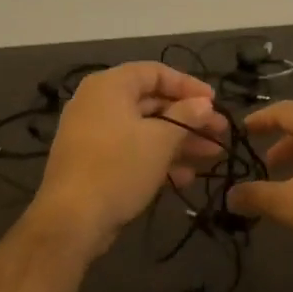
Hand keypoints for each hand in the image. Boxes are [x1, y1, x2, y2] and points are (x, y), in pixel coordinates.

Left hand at [32, 62, 228, 255]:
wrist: (72, 219)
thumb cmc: (119, 168)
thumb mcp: (160, 139)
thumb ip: (186, 116)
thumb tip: (204, 103)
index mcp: (110, 86)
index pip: (155, 72)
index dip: (188, 85)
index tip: (215, 102)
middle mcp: (99, 104)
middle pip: (152, 102)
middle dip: (189, 118)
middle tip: (220, 132)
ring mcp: (95, 135)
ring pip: (145, 130)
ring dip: (179, 141)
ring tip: (212, 155)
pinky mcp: (95, 163)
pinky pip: (132, 152)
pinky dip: (158, 159)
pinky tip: (186, 177)